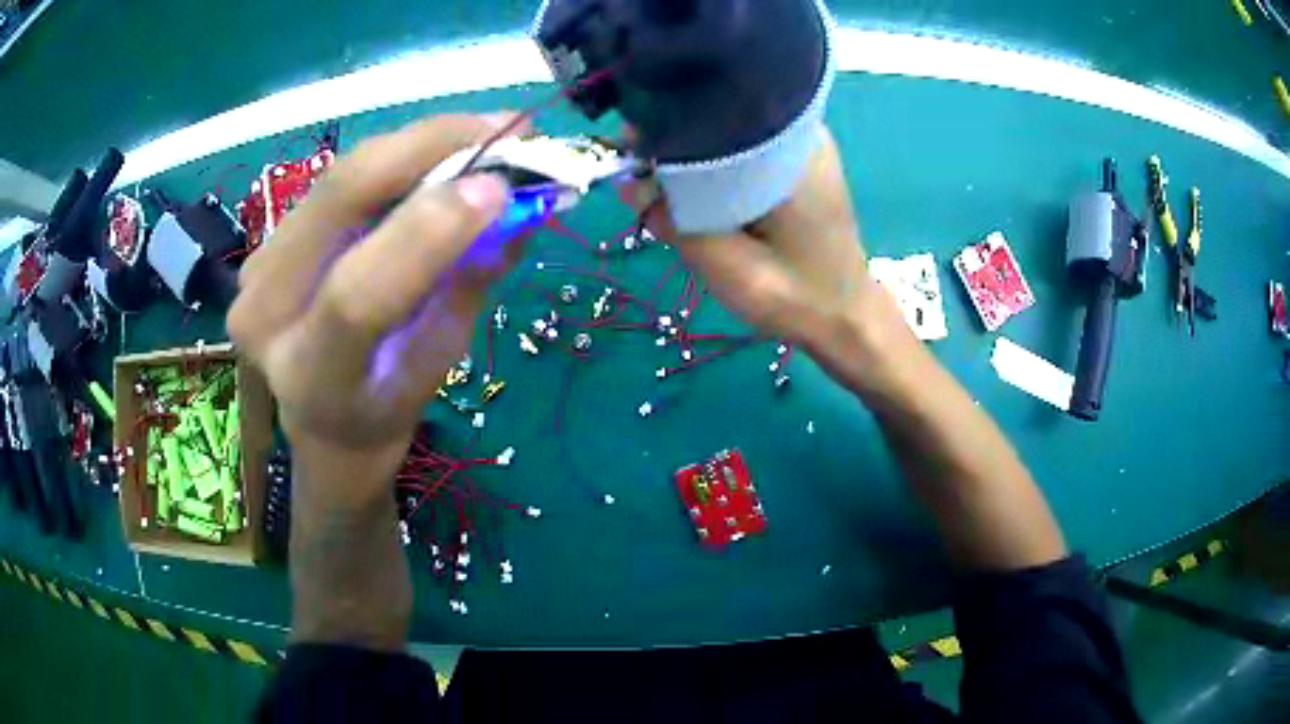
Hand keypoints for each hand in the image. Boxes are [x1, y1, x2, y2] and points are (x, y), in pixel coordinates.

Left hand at [229, 114, 522, 502]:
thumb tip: (523, 201)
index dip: (428, 231)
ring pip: (341, 175)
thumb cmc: (388, 406)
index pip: (357, 295)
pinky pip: (337, 181)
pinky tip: (438, 152)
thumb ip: (470, 279)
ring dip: (418, 144)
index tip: (502, 188)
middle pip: (339, 198)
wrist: (323, 421)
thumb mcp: (439, 359)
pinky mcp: (265, 242)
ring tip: (484, 132)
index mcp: (311, 377)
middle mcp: (265, 315)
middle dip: (428, 147)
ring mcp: (256, 270)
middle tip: (505, 126)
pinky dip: (395, 158)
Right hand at [633, 125, 914, 393]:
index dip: (665, 127)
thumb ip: (673, 221)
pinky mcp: (800, 159)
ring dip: (697, 155)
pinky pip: (745, 145)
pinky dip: (719, 163)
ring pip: (729, 130)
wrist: (845, 316)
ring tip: (673, 189)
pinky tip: (708, 193)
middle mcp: (799, 134)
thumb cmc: (792, 296)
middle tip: (645, 179)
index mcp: (788, 152)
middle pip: (719, 115)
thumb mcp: (725, 266)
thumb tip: (626, 182)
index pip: (712, 113)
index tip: (630, 152)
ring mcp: (803, 143)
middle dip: (677, 141)